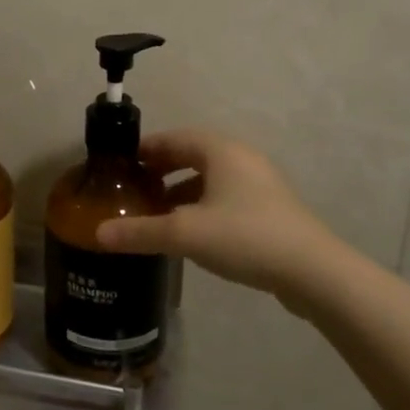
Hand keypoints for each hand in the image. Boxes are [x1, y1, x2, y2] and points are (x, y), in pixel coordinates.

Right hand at [95, 129, 340, 304]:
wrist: (312, 272)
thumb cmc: (244, 236)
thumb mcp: (184, 233)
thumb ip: (139, 231)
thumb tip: (98, 233)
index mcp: (221, 150)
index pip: (174, 138)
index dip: (146, 149)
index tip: (121, 166)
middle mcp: (241, 159)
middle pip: (192, 156)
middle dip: (162, 170)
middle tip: (135, 190)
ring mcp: (260, 185)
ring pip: (210, 179)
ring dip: (182, 191)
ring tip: (157, 215)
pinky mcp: (270, 210)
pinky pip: (226, 198)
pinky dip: (202, 207)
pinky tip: (191, 234)